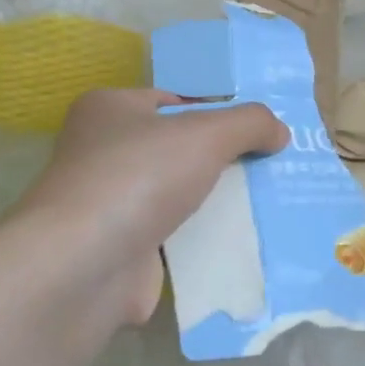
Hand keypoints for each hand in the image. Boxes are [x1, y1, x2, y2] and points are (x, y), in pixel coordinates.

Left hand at [17, 89, 288, 323]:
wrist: (84, 265)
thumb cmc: (139, 177)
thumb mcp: (206, 134)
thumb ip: (249, 123)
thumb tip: (280, 131)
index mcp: (109, 109)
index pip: (173, 101)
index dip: (217, 112)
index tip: (258, 130)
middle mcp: (102, 152)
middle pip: (178, 149)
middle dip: (222, 159)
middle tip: (270, 165)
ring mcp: (109, 203)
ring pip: (178, 195)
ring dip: (215, 201)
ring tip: (267, 202)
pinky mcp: (120, 249)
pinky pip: (174, 237)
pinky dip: (202, 240)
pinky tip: (242, 241)